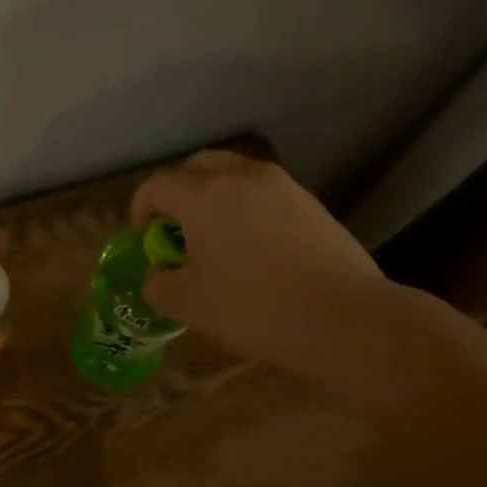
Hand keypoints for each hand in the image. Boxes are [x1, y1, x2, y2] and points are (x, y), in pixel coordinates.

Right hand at [130, 150, 388, 370]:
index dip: (140, 211)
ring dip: (214, 199)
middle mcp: (242, 177)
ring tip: (217, 241)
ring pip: (234, 176)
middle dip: (178, 194)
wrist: (345, 319)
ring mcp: (283, 186)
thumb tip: (159, 273)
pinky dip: (247, 210)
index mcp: (204, 194)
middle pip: (197, 167)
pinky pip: (265, 195)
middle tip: (177, 233)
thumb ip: (158, 284)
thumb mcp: (188, 304)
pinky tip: (256, 251)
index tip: (146, 243)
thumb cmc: (253, 308)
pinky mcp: (312, 204)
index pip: (156, 185)